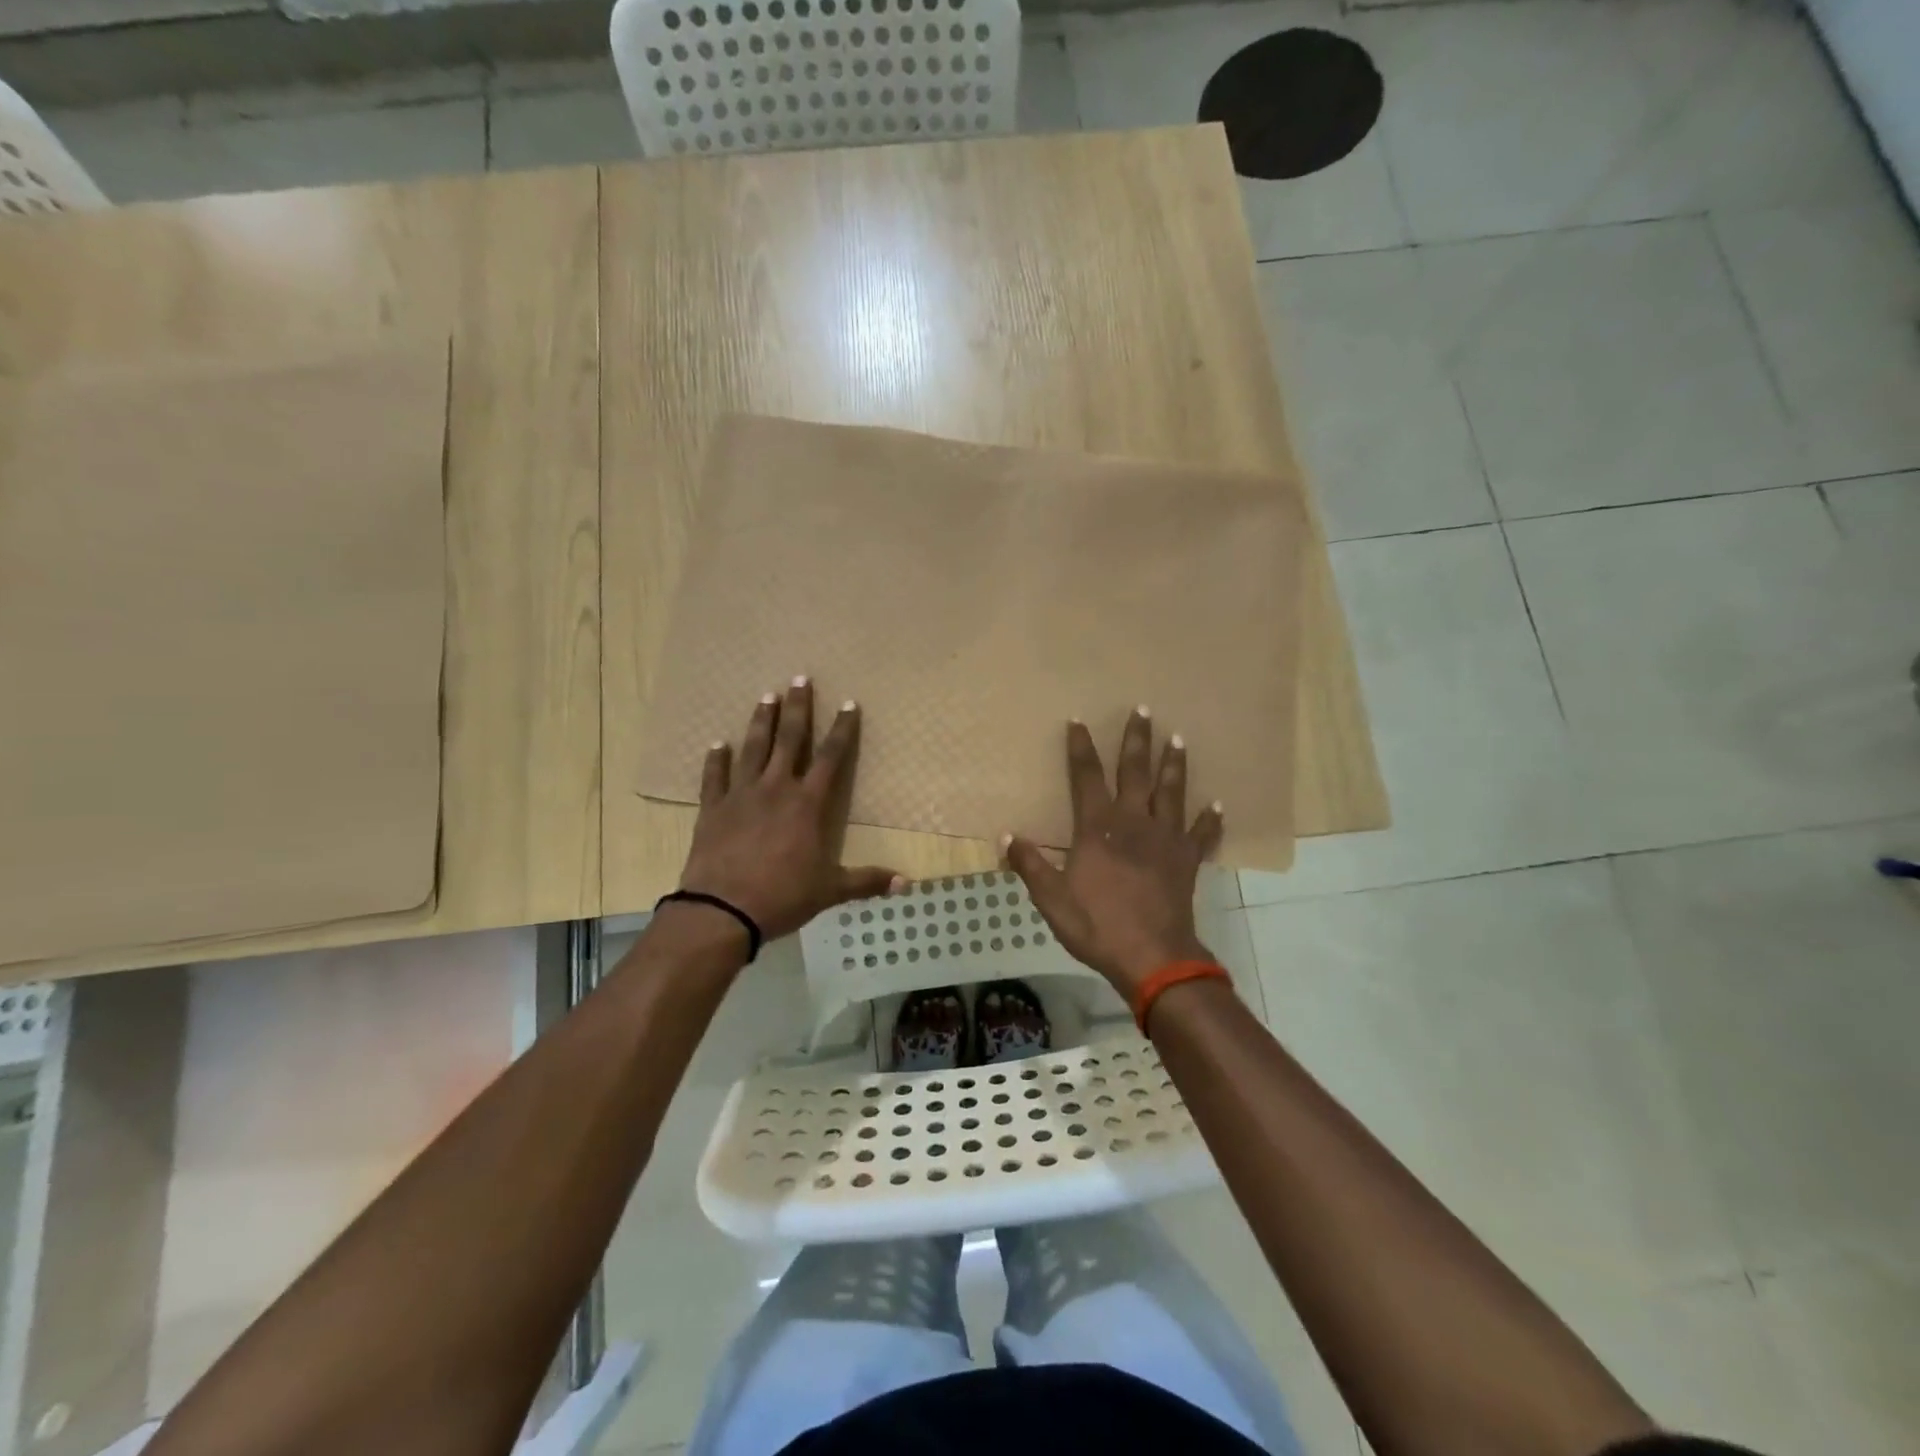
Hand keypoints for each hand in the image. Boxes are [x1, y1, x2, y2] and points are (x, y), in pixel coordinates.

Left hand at [677, 679, 901, 943]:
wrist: (722, 910)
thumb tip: (907, 883)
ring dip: (761, 721)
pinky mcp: (713, 808)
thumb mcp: (830, 890)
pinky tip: (717, 744)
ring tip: (766, 696)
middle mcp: (776, 789)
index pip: (831, 757)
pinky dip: (717, 760)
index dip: (842, 730)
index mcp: (808, 804)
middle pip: (789, 739)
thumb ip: (866, 881)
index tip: (849, 703)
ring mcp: (741, 795)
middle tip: (800, 678)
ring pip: (753, 748)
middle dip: (798, 708)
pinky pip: (715, 777)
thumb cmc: (782, 896)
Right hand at [1003, 709, 1222, 1001]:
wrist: (1152, 957)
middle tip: (1143, 710)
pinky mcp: (1186, 860)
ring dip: (1174, 764)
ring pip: (1171, 792)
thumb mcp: (1052, 898)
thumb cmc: (1097, 925)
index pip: (1086, 777)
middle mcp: (1134, 822)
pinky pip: (1201, 834)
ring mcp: (1165, 839)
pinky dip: (1209, 820)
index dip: (1080, 748)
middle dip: (1137, 740)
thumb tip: (1007, 835)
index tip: (1078, 721)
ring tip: (1179, 738)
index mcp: (1098, 828)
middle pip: (1136, 772)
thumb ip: (1030, 864)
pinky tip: (1217, 805)